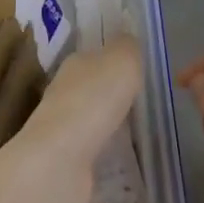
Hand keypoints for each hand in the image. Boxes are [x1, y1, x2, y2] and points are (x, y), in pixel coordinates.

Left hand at [8, 38, 142, 202]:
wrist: (61, 159)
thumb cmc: (94, 100)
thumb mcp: (122, 60)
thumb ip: (128, 48)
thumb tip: (129, 41)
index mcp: (74, 64)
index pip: (94, 57)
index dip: (114, 62)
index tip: (137, 73)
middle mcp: (62, 93)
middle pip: (91, 89)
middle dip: (112, 95)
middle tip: (142, 103)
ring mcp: (61, 130)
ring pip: (90, 121)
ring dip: (108, 125)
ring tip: (136, 133)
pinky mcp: (66, 161)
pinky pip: (92, 151)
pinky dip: (105, 152)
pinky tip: (122, 158)